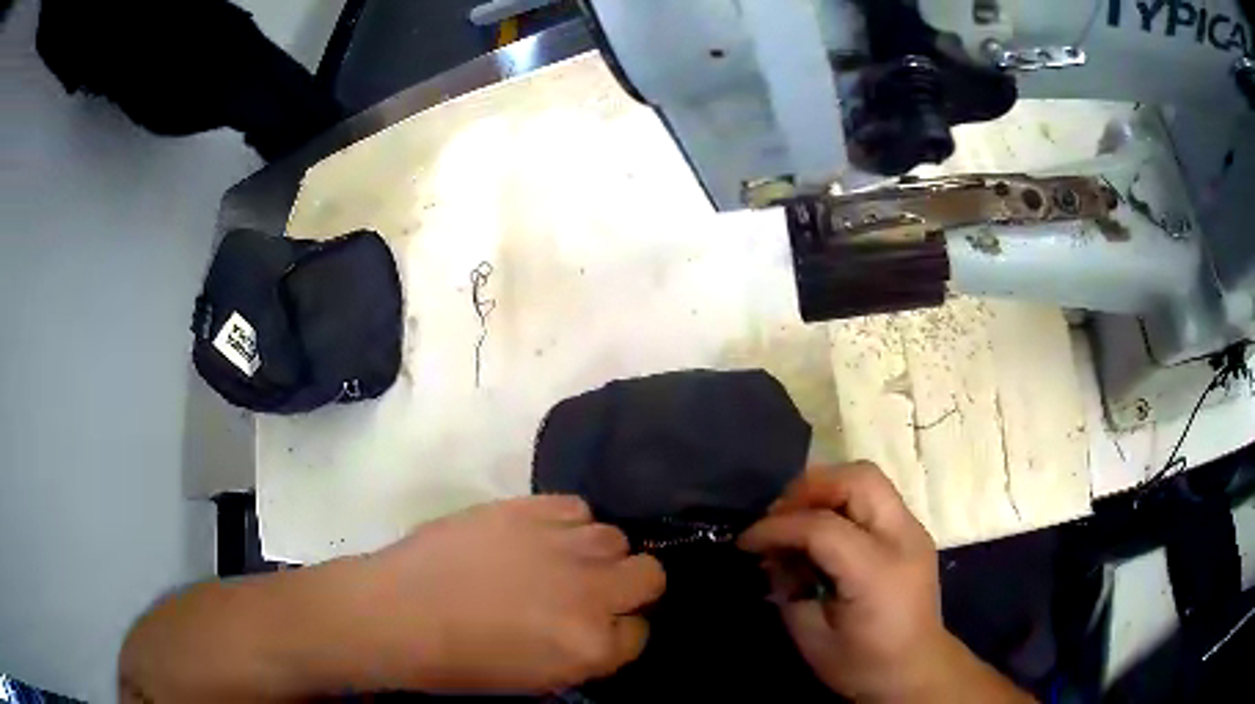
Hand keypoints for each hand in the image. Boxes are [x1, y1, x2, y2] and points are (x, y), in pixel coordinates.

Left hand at [349, 496, 664, 693]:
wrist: (397, 613)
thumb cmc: (459, 662)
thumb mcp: (537, 680)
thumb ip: (585, 654)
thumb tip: (603, 629)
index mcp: (593, 647)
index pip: (641, 633)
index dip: (618, 633)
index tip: (597, 631)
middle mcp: (592, 593)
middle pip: (650, 575)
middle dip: (628, 588)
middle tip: (590, 593)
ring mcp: (563, 545)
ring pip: (615, 538)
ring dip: (595, 554)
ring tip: (558, 562)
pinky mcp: (530, 508)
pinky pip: (577, 508)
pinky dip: (566, 524)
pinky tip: (538, 537)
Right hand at [739, 463, 1031, 702]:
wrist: (917, 671)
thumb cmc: (863, 664)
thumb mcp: (812, 637)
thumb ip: (789, 588)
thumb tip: (773, 555)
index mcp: (876, 572)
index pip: (822, 526)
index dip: (777, 527)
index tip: (746, 541)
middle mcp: (902, 538)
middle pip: (857, 478)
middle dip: (809, 488)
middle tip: (778, 517)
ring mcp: (913, 530)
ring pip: (868, 477)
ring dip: (827, 489)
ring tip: (798, 519)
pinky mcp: (913, 531)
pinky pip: (874, 496)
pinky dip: (842, 501)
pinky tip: (825, 531)